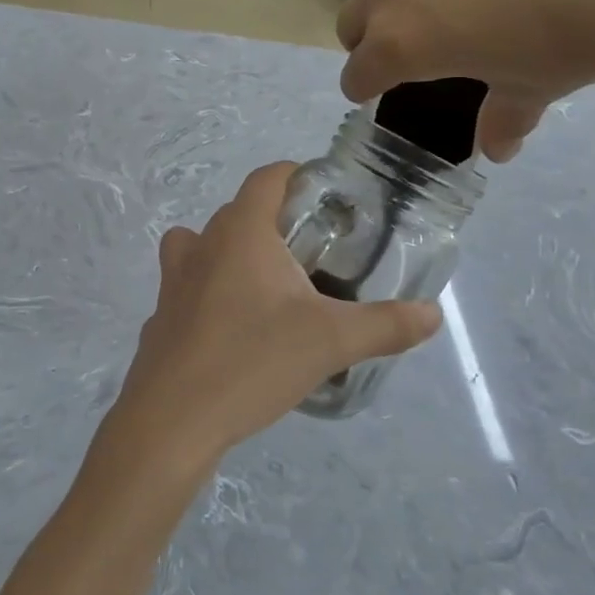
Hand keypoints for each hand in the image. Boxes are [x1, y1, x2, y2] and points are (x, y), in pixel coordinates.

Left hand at [105, 164, 440, 473]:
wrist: (173, 418)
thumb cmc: (253, 361)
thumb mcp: (331, 342)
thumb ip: (385, 325)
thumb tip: (433, 314)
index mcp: (242, 232)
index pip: (266, 178)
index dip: (295, 175)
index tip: (324, 195)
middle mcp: (202, 244)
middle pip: (238, 212)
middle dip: (274, 221)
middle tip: (314, 252)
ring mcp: (173, 280)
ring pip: (203, 244)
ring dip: (233, 252)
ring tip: (268, 286)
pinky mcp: (161, 315)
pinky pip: (188, 286)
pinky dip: (210, 292)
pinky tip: (234, 329)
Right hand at [335, 0, 594, 160]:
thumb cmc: (582, 37)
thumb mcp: (536, 85)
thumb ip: (501, 117)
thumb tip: (497, 150)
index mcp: (399, 43)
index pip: (356, 71)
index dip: (369, 81)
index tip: (383, 79)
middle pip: (357, 12)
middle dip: (378, 26)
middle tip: (429, 22)